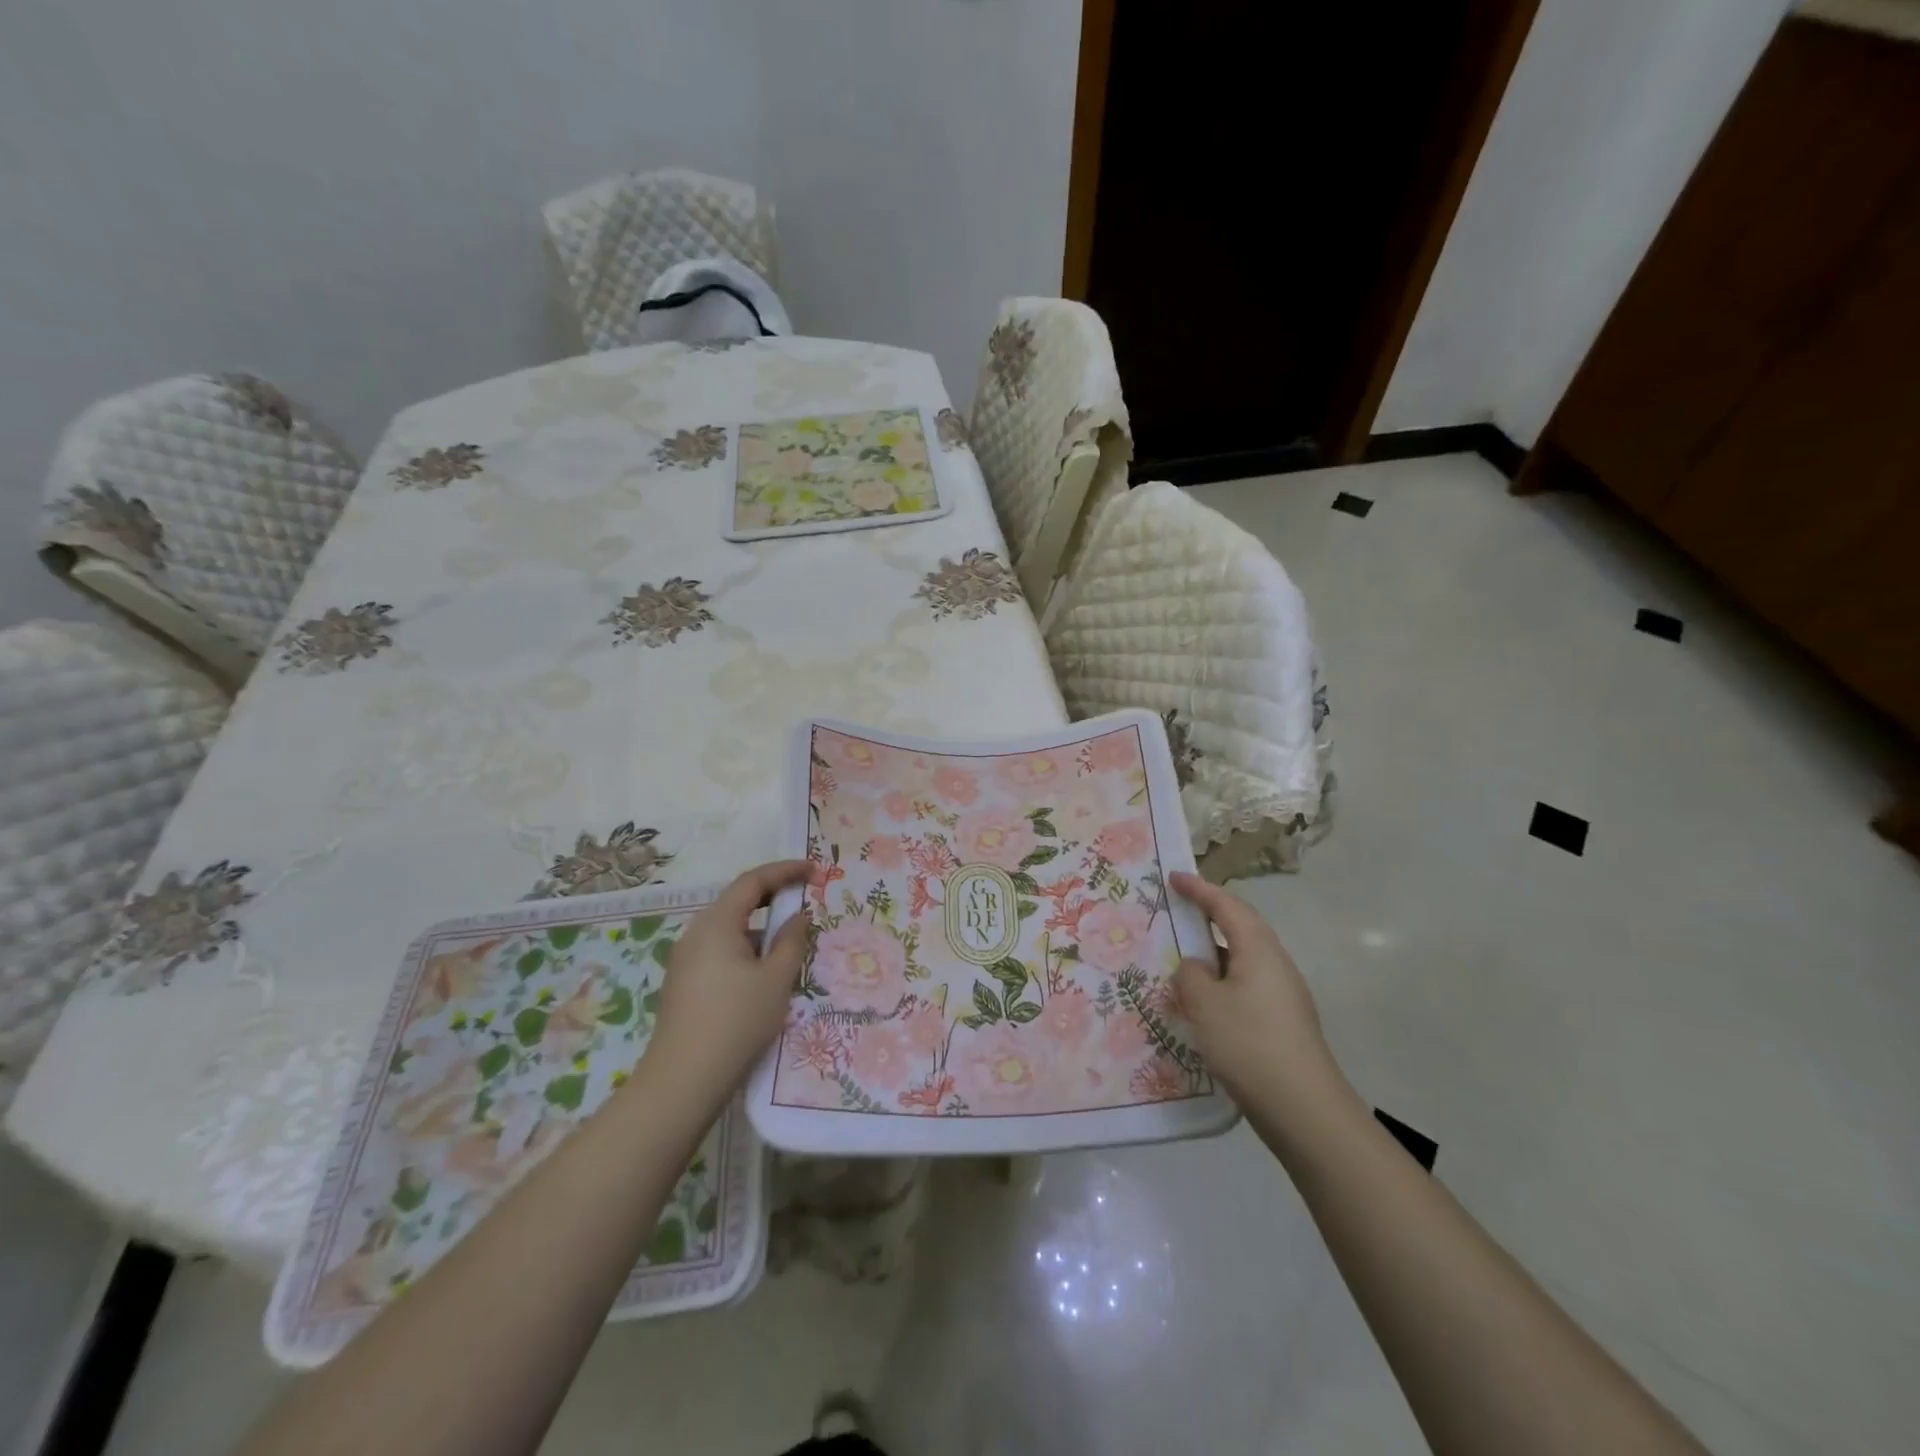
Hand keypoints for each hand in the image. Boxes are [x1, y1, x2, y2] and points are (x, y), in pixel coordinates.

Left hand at [643, 860, 812, 1112]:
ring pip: (731, 930)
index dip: (786, 871)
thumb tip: (798, 917)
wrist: (683, 1082)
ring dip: (762, 929)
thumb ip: (792, 940)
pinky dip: (747, 951)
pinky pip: (721, 952)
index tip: (815, 871)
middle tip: (806, 900)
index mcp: (716, 923)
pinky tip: (766, 975)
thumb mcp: (776, 979)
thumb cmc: (736, 1022)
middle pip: (739, 902)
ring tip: (792, 945)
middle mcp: (696, 933)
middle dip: (774, 898)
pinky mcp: (685, 984)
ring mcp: (686, 960)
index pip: (753, 881)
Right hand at [1170, 871, 1349, 1116]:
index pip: (1226, 906)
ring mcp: (1283, 995)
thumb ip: (1190, 975)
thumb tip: (1195, 967)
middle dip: (1209, 916)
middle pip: (1240, 928)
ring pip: (1242, 960)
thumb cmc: (1248, 1043)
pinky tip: (1202, 1004)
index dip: (1199, 889)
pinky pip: (1245, 986)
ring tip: (1181, 960)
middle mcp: (1275, 964)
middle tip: (1177, 910)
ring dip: (1212, 955)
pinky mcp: (1282, 1022)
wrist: (1303, 1109)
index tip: (1174, 876)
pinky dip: (1220, 983)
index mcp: (1258, 949)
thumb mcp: (1204, 1003)